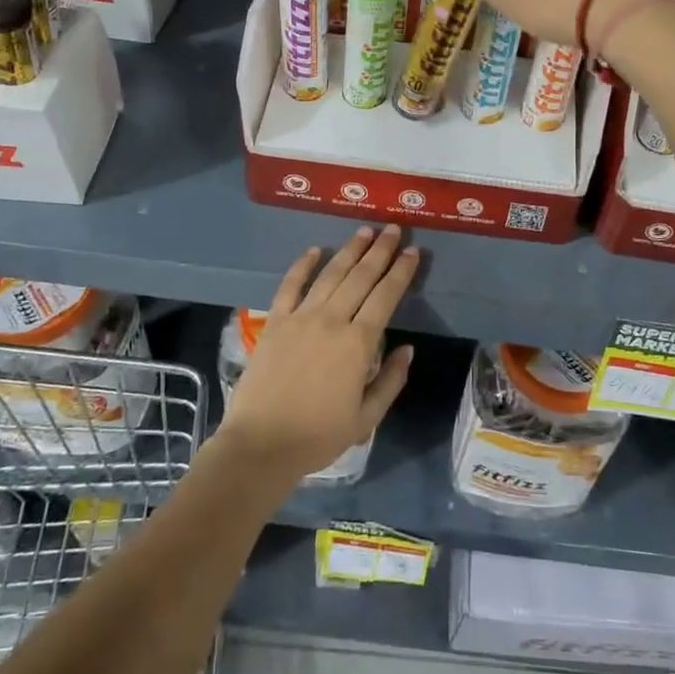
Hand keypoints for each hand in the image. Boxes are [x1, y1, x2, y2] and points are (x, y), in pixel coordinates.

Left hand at [216, 225, 416, 480]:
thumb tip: (407, 349)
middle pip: (361, 277)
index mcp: (358, 343)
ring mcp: (300, 317)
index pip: (386, 296)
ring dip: (350, 250)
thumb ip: (390, 380)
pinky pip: (290, 285)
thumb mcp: (366, 418)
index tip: (413, 252)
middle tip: (393, 228)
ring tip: (364, 231)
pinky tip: (315, 250)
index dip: (401, 272)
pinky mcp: (275, 322)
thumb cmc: (318, 436)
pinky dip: (303, 265)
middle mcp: (332, 320)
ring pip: (330, 274)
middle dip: (380, 250)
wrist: (261, 444)